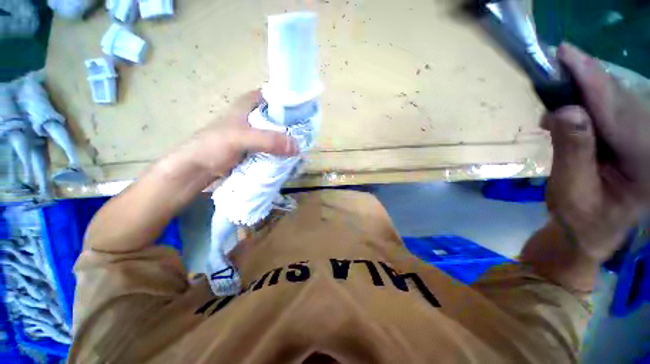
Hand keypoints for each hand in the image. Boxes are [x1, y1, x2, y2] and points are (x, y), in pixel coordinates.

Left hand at [179, 90, 297, 178]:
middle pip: (279, 117)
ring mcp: (256, 135)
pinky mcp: (256, 149)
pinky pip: (274, 148)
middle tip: (309, 133)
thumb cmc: (212, 146)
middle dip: (294, 125)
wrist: (196, 170)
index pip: (274, 96)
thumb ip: (268, 140)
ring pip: (278, 134)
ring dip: (289, 140)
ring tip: (304, 147)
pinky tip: (292, 157)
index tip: (306, 110)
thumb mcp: (239, 138)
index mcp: (249, 105)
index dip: (290, 100)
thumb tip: (297, 146)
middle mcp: (255, 118)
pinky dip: (283, 152)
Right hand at [542, 44, 649, 259]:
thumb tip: (563, 110)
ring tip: (559, 85)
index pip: (620, 113)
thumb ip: (573, 151)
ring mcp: (647, 142)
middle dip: (589, 80)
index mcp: (648, 167)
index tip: (566, 54)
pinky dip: (591, 100)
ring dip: (588, 89)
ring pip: (619, 100)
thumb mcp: (571, 190)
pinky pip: (614, 108)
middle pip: (623, 100)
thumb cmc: (579, 218)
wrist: (590, 231)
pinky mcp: (635, 138)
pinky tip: (573, 105)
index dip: (592, 81)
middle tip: (556, 65)